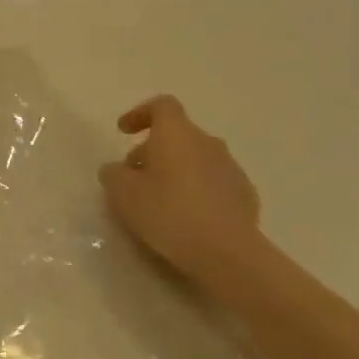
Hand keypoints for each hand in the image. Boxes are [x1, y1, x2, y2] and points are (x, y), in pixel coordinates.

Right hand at [99, 96, 263, 285]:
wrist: (227, 253)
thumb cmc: (168, 213)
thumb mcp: (122, 193)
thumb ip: (113, 173)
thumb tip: (118, 169)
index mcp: (177, 134)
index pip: (161, 105)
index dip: (140, 114)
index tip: (123, 132)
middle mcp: (207, 142)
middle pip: (177, 134)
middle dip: (153, 149)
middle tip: (134, 176)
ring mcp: (231, 168)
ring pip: (196, 158)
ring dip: (175, 170)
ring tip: (159, 200)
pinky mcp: (245, 194)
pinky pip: (213, 182)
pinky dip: (196, 190)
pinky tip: (186, 217)